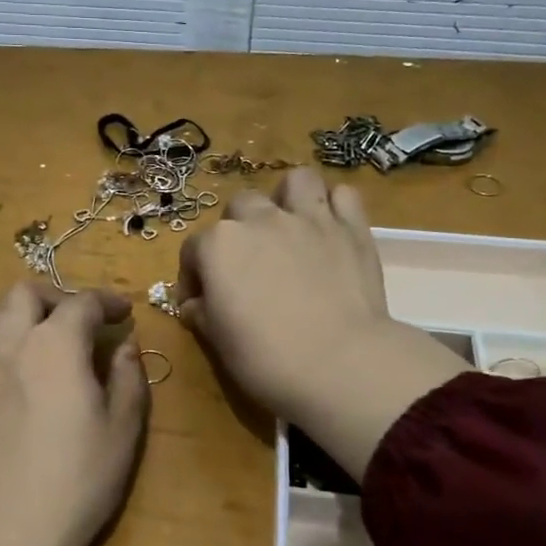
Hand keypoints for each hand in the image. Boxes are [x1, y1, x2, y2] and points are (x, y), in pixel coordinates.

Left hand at [0, 282, 149, 545]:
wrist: (10, 531)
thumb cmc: (79, 479)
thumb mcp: (123, 428)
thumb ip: (127, 377)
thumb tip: (124, 346)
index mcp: (56, 345)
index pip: (82, 303)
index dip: (107, 302)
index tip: (123, 314)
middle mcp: (9, 343)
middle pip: (23, 293)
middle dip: (54, 297)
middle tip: (76, 321)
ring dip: (9, 313)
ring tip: (29, 336)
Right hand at [178, 168, 466, 479]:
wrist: (339, 363)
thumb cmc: (265, 358)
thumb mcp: (218, 342)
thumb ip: (201, 314)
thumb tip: (193, 305)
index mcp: (218, 246)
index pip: (193, 250)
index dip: (194, 276)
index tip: (201, 301)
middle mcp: (260, 220)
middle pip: (240, 207)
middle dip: (239, 230)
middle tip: (249, 265)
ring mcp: (309, 218)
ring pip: (296, 182)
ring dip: (289, 198)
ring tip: (291, 227)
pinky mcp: (352, 227)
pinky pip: (344, 196)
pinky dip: (335, 207)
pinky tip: (331, 230)